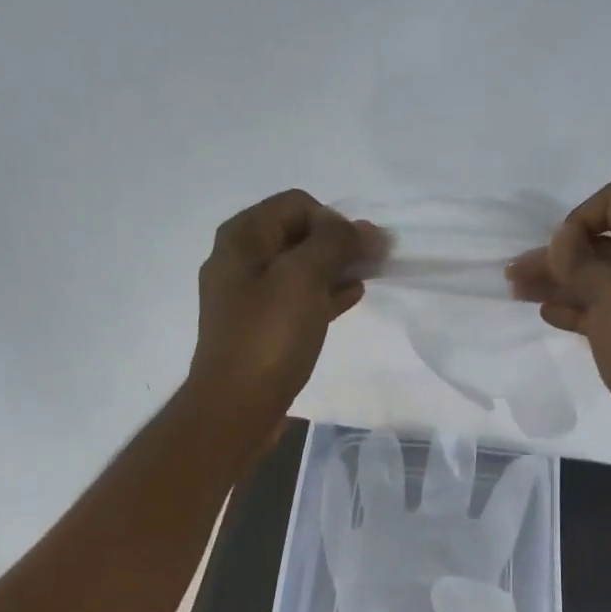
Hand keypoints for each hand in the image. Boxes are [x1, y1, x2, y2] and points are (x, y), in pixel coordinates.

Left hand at [186, 190, 381, 437]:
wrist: (236, 407)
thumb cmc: (268, 337)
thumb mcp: (303, 278)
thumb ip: (336, 243)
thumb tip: (366, 228)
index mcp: (242, 237)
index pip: (297, 204)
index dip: (334, 220)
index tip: (361, 249)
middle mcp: (240, 260)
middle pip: (298, 235)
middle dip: (338, 243)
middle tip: (374, 260)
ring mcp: (248, 297)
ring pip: (300, 269)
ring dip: (335, 268)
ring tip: (369, 276)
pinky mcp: (260, 329)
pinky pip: (297, 299)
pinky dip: (324, 294)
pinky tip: (351, 298)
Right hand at [508, 181, 610, 468]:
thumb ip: (581, 259)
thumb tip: (562, 238)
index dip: (579, 218)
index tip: (558, 253)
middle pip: (602, 242)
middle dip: (558, 253)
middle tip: (515, 273)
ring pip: (599, 278)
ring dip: (559, 280)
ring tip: (519, 292)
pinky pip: (604, 309)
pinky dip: (575, 306)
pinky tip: (549, 314)